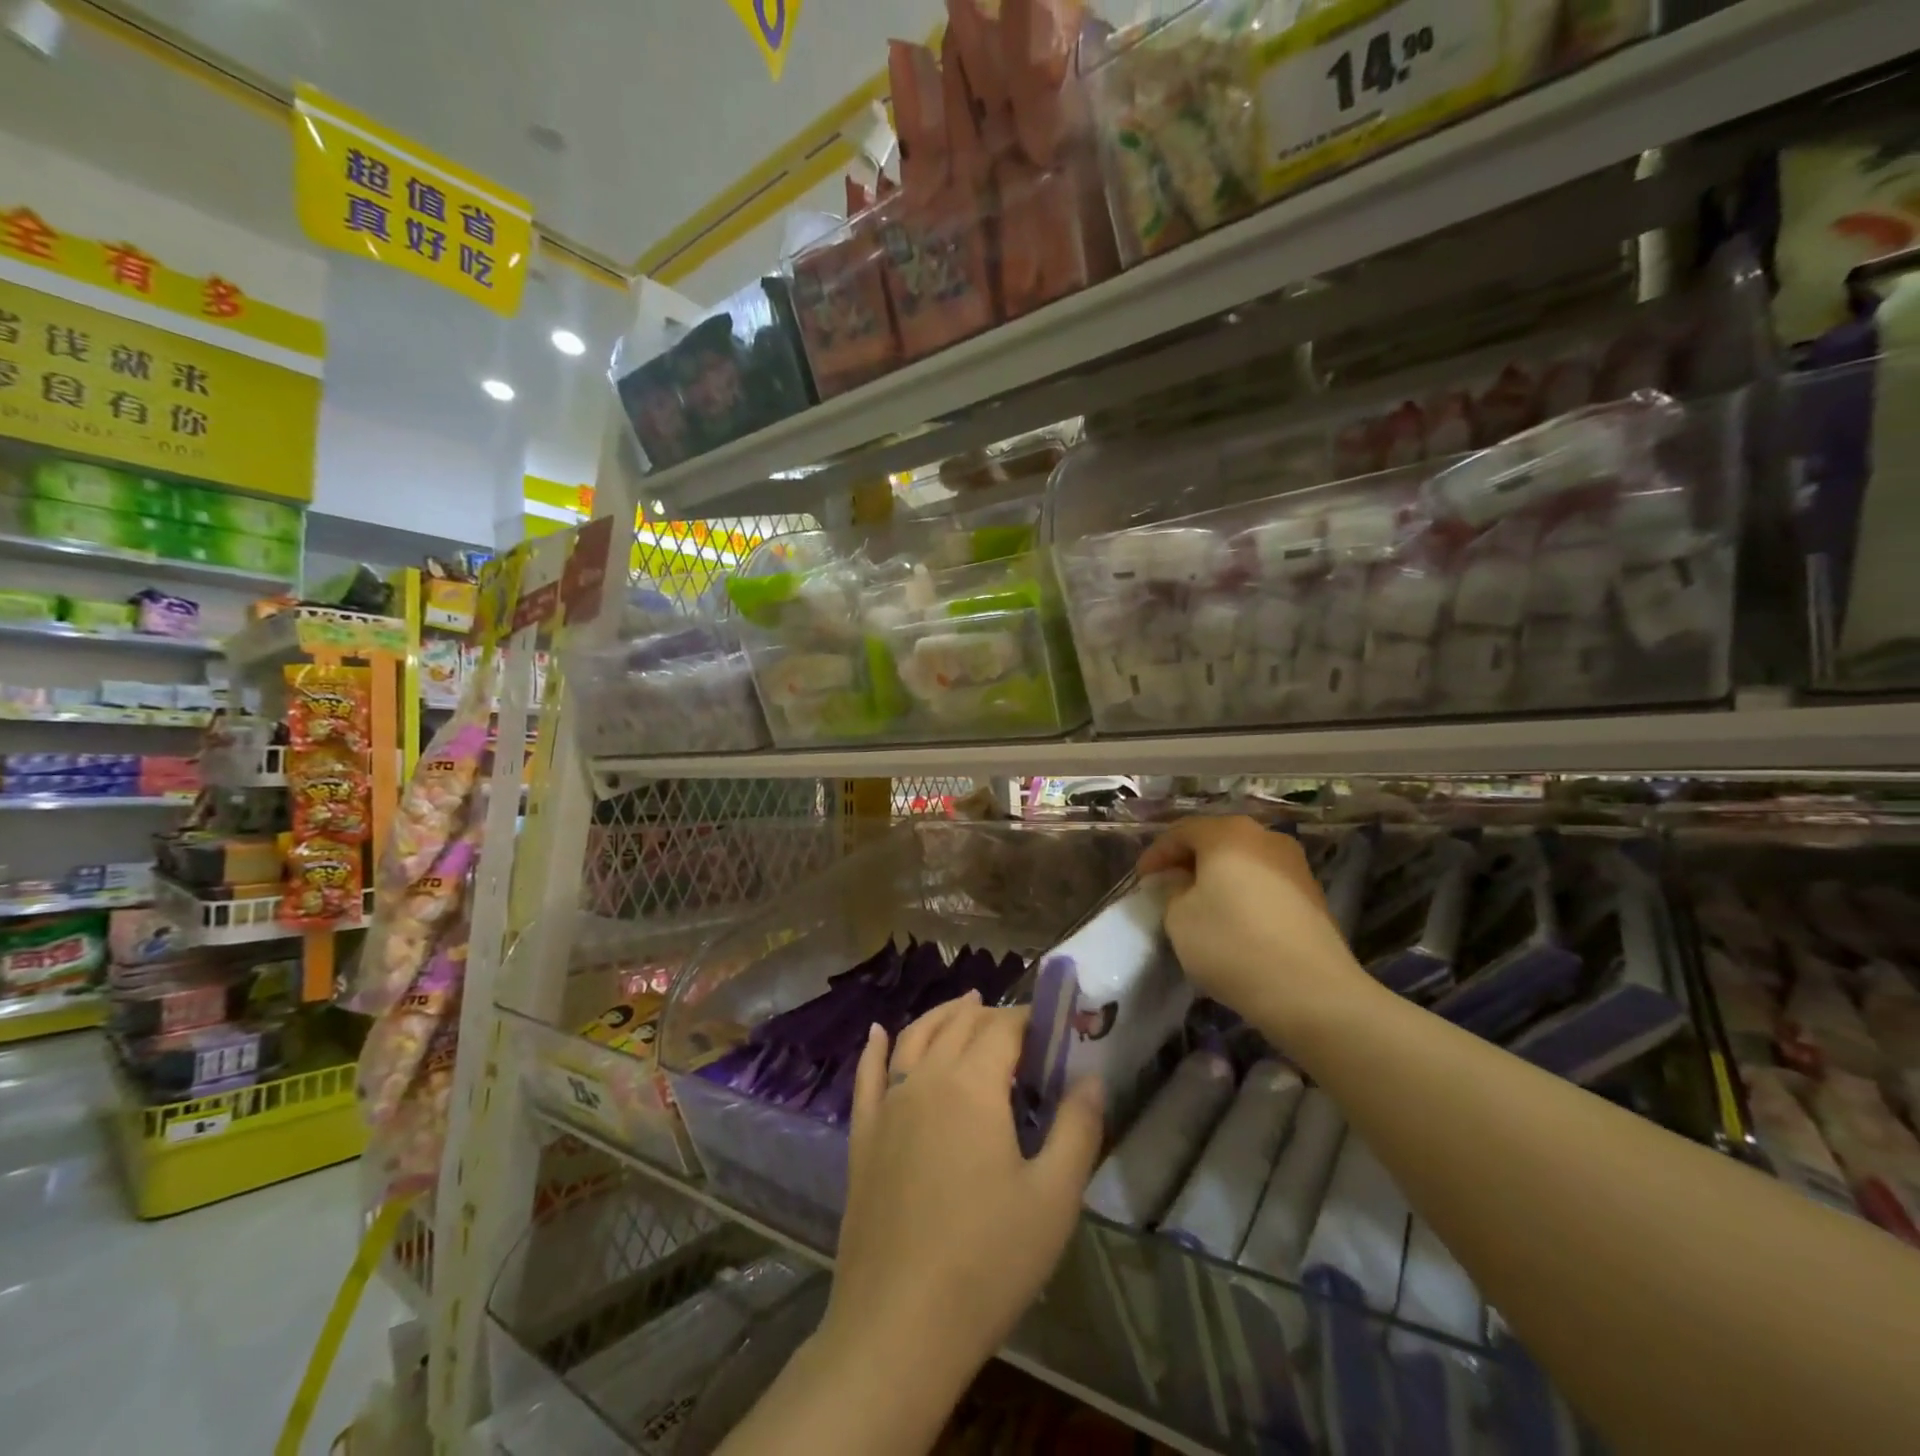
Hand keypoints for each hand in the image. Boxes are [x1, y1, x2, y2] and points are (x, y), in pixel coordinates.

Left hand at [819, 995, 1103, 1399]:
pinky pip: (867, 1076)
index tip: (1057, 1027)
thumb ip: (1077, 1129)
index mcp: (972, 1086)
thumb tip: (1091, 1078)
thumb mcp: (1053, 1199)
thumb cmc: (987, 1261)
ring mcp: (887, 1106)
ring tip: (965, 1004)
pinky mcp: (862, 1137)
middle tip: (1021, 1025)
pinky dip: (876, 1047)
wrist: (898, 1327)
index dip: (1032, 1019)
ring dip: (943, 1015)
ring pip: (915, 1038)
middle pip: (960, 1025)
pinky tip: (879, 1031)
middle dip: (992, 1014)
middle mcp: (925, 1080)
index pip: (1004, 1028)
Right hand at [1137, 816, 1366, 1037]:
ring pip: (1243, 861)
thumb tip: (1182, 883)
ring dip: (1218, 877)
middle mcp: (1265, 837)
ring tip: (1200, 905)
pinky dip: (1243, 893)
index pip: (1181, 832)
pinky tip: (1234, 920)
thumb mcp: (1179, 918)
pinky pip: (1265, 882)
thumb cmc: (1232, 944)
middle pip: (1216, 841)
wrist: (1311, 991)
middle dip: (1188, 862)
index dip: (1156, 854)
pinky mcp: (1313, 895)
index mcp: (1228, 833)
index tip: (1141, 880)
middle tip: (1168, 886)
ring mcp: (1295, 865)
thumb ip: (1172, 891)